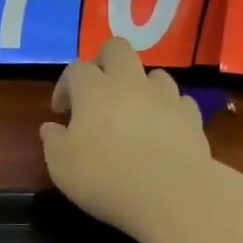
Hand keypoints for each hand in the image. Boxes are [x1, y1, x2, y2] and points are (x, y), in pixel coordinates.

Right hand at [41, 38, 214, 240]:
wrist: (169, 193)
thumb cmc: (104, 177)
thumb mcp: (61, 166)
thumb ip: (53, 142)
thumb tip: (50, 128)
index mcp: (94, 91)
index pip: (76, 69)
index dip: (65, 85)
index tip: (61, 111)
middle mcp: (130, 84)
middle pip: (117, 48)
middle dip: (104, 62)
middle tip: (96, 92)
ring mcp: (165, 97)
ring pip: (153, 73)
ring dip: (140, 86)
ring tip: (132, 113)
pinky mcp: (191, 117)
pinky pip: (178, 102)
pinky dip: (167, 110)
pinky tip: (161, 130)